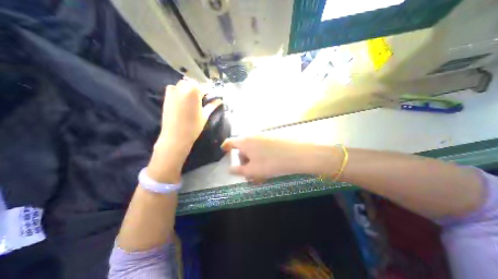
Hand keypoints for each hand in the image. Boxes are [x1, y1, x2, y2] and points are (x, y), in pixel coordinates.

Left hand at [149, 79, 221, 180]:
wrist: (175, 137)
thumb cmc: (193, 127)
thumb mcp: (205, 115)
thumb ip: (212, 105)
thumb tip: (220, 100)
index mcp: (193, 92)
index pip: (204, 87)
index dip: (209, 91)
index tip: (212, 96)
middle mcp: (182, 88)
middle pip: (193, 83)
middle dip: (199, 89)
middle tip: (203, 98)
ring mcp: (172, 91)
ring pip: (183, 84)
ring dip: (189, 88)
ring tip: (193, 98)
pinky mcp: (166, 97)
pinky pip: (173, 88)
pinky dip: (179, 90)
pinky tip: (182, 99)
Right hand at [220, 136, 333, 181]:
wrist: (296, 154)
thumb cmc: (271, 163)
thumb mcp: (252, 170)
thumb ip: (239, 170)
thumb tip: (229, 169)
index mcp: (244, 141)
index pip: (230, 142)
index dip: (226, 147)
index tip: (224, 152)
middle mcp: (252, 136)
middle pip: (243, 148)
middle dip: (243, 161)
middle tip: (249, 174)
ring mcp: (263, 137)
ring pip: (253, 150)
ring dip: (253, 161)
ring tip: (260, 174)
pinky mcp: (272, 138)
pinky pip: (262, 148)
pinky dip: (261, 157)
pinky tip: (267, 167)